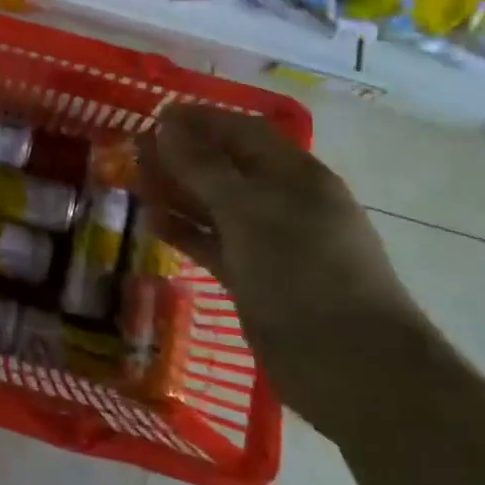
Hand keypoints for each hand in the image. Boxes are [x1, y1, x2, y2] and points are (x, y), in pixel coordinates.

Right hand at [136, 103, 430, 441]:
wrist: (353, 369)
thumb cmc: (304, 272)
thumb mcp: (248, 211)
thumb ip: (203, 168)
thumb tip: (168, 126)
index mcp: (295, 174)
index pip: (241, 131)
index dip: (199, 120)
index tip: (153, 115)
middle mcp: (283, 202)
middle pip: (225, 166)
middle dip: (181, 155)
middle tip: (132, 151)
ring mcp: (269, 242)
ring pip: (214, 205)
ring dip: (176, 192)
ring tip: (131, 182)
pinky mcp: (255, 278)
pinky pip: (212, 243)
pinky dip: (183, 231)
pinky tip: (149, 223)